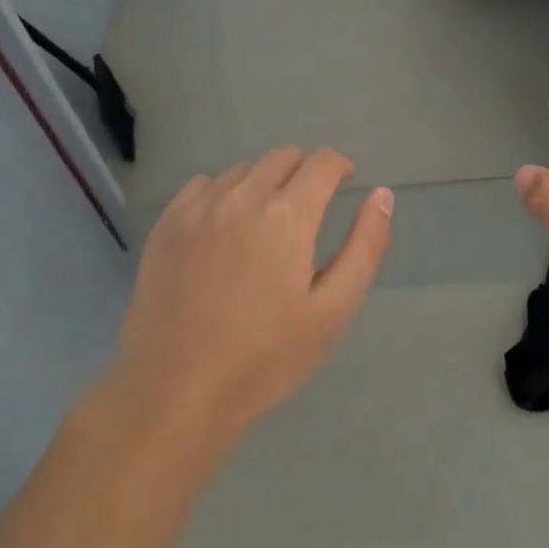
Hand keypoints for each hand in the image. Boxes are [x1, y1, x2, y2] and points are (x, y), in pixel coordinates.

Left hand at [110, 148, 391, 442]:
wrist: (175, 391)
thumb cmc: (265, 357)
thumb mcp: (333, 310)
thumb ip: (365, 246)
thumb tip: (382, 195)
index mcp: (287, 215)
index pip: (322, 162)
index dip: (340, 166)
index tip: (345, 183)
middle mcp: (242, 197)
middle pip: (282, 156)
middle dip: (305, 172)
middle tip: (309, 208)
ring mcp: (199, 208)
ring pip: (244, 170)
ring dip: (264, 182)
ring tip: (266, 223)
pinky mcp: (166, 224)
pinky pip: (204, 185)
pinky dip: (224, 193)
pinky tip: (224, 228)